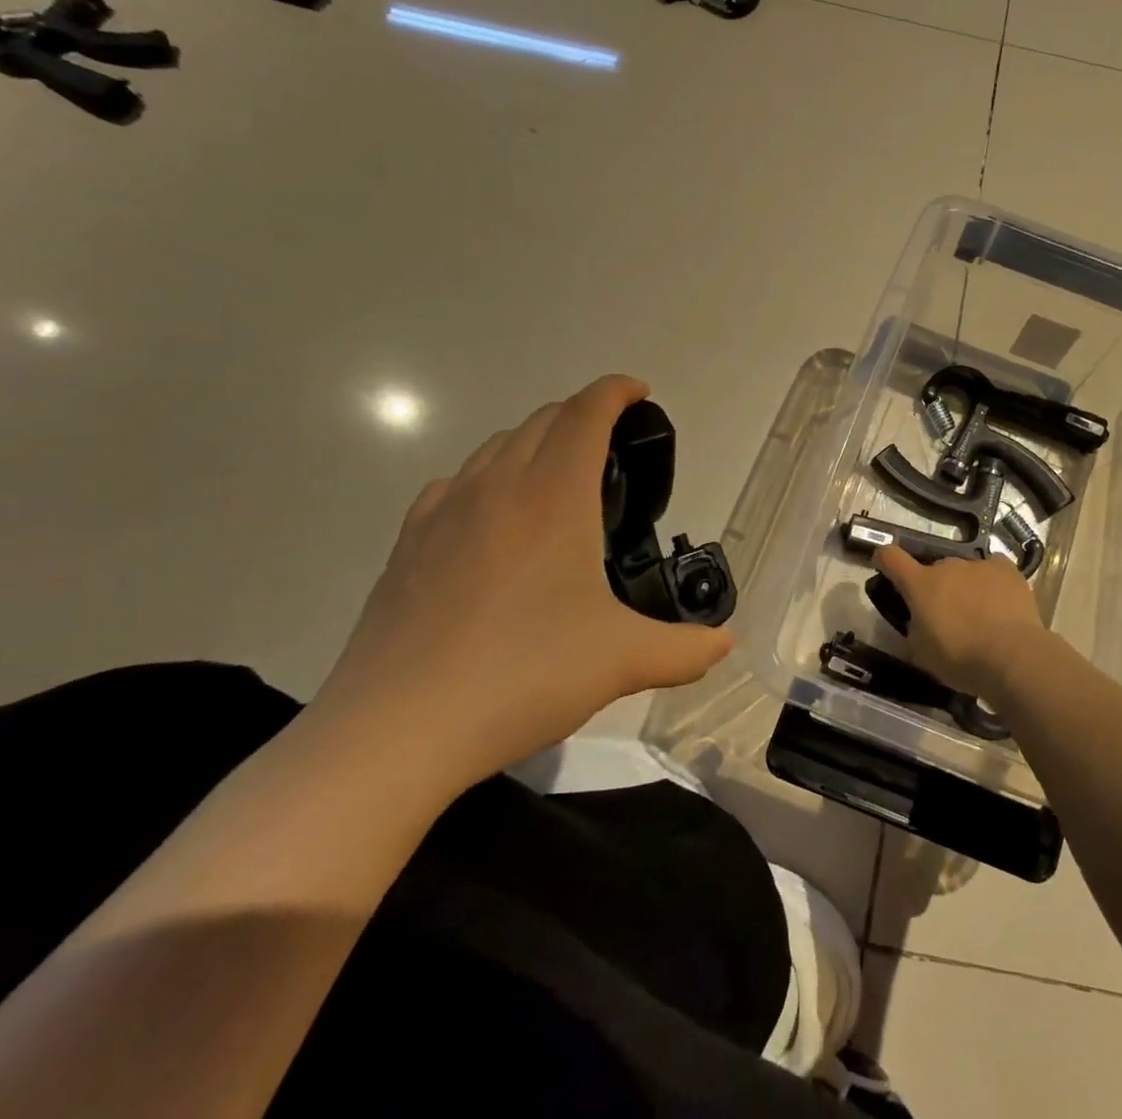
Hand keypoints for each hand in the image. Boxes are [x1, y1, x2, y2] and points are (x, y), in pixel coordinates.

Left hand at [310, 375, 732, 795]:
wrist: (396, 730)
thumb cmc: (522, 676)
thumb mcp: (621, 662)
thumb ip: (685, 649)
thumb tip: (725, 643)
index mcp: (553, 496)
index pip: (586, 413)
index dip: (617, 391)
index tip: (641, 393)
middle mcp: (497, 487)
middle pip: (543, 420)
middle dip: (583, 415)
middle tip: (614, 445)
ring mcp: (444, 512)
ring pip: (496, 446)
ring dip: (536, 442)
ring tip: (559, 477)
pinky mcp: (407, 544)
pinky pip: (456, 484)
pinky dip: (488, 478)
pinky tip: (495, 519)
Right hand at [873, 546, 1057, 704]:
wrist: (1013, 657)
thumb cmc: (960, 659)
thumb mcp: (922, 653)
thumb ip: (914, 629)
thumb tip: (919, 620)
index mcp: (920, 584)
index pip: (890, 557)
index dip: (884, 560)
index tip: (885, 567)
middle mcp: (947, 566)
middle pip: (934, 569)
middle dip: (935, 587)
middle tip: (945, 614)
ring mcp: (978, 564)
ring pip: (964, 571)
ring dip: (964, 586)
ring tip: (979, 614)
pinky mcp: (1007, 569)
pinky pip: (992, 569)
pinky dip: (991, 582)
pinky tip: (1000, 603)